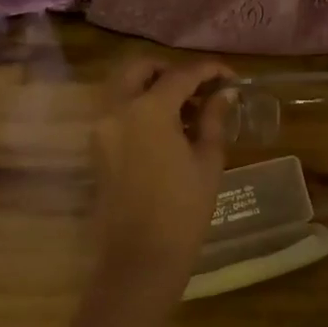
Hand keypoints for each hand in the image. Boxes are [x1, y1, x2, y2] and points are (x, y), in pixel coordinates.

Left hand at [91, 56, 235, 309]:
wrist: (140, 258)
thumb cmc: (183, 210)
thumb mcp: (207, 161)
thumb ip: (213, 119)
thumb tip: (223, 95)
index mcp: (148, 109)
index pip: (181, 74)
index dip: (210, 70)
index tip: (231, 77)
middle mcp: (117, 109)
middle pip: (140, 68)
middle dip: (170, 70)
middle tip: (199, 88)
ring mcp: (101, 128)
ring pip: (123, 86)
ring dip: (151, 86)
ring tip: (186, 109)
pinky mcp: (97, 147)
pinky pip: (116, 110)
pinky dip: (138, 106)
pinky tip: (167, 128)